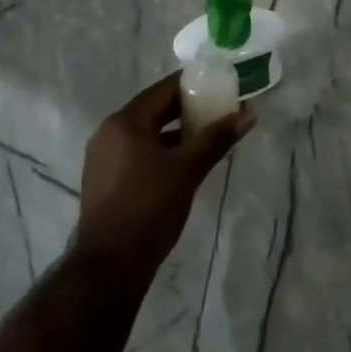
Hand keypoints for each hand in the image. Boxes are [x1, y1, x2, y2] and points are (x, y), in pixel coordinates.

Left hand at [73, 72, 252, 283]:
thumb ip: (216, 139)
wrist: (109, 268)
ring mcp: (102, 156)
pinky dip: (159, 149)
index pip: (164, 89)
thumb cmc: (149, 209)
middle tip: (218, 109)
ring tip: (206, 135)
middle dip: (186, 109)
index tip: (219, 84)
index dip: (193, 84)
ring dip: (174, 131)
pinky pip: (136, 151)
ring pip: (145, 132)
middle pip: (153, 109)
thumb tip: (248, 114)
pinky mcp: (103, 179)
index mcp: (125, 121)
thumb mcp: (187, 170)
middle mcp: (109, 131)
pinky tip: (181, 161)